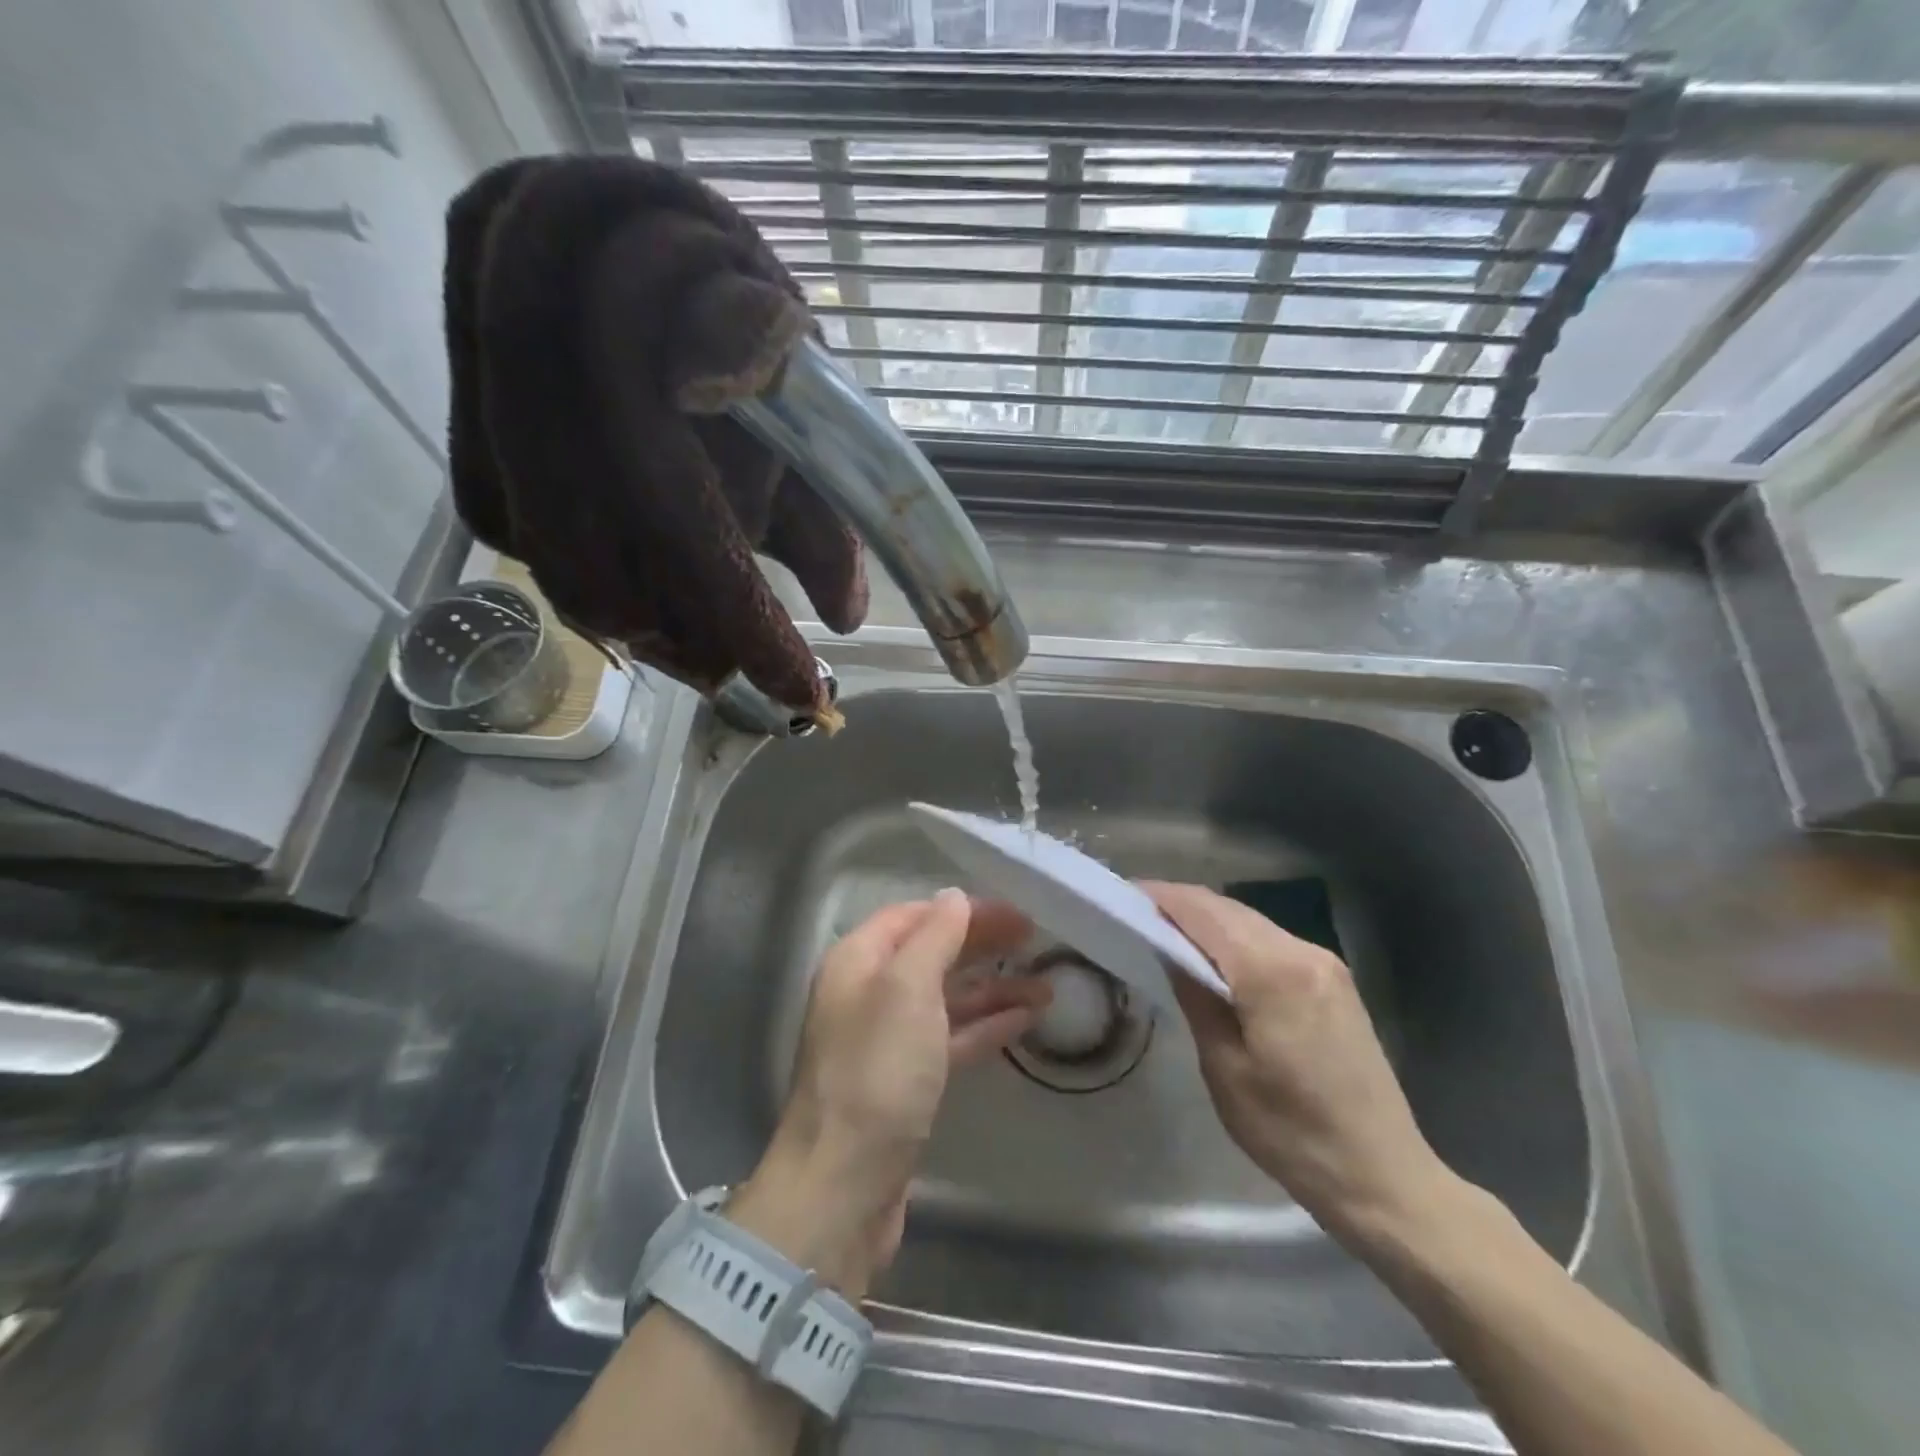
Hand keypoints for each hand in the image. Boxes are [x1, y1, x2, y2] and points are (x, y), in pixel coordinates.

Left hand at [729, 890, 1045, 1295]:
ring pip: (946, 998)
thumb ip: (934, 937)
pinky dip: (985, 1026)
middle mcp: (869, 993)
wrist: (844, 1185)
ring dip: (993, 989)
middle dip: (982, 945)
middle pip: (932, 953)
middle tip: (1037, 940)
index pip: (914, 915)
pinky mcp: (906, 1081)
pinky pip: (951, 1038)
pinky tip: (1025, 1020)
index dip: (964, 910)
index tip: (1015, 912)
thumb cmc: (877, 1073)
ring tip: (1047, 986)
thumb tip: (954, 897)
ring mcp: (888, 1040)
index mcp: (858, 961)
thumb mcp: (907, 990)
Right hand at [1143, 881, 1453, 1244]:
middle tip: (1137, 914)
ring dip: (1209, 921)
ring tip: (1167, 934)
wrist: (1383, 1176)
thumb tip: (1169, 950)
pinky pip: (1272, 941)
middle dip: (1181, 905)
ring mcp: (1324, 963)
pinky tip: (1215, 958)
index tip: (1124, 896)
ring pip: (1251, 922)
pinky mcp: (1334, 980)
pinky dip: (1236, 939)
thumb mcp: (1224, 1068)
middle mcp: (1302, 951)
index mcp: (1272, 971)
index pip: (1204, 912)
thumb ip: (1195, 996)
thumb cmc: (1291, 1132)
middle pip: (1228, 909)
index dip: (1162, 897)